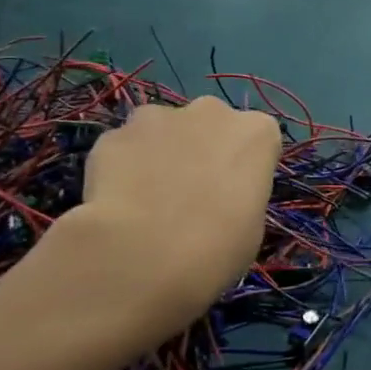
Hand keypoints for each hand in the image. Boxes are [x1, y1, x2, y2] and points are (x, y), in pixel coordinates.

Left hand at [59, 98, 279, 345]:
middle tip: (189, 194)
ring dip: (159, 153)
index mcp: (257, 132)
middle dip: (200, 148)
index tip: (232, 194)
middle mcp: (212, 112)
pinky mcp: (113, 136)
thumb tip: (216, 198)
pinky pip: (123, 148)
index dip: (243, 166)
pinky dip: (120, 168)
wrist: (141, 257)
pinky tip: (116, 205)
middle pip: (209, 124)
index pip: (257, 139)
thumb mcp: (251, 226)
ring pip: (161, 130)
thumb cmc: (216, 248)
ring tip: (147, 200)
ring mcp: (158, 118)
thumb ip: (238, 195)